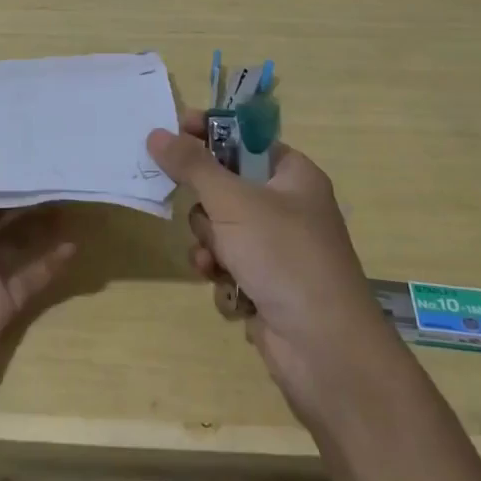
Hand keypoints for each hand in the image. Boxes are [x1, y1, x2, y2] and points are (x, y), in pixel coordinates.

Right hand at [147, 111, 402, 427]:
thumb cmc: (283, 257)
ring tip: (216, 260)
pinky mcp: (266, 283)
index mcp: (293, 175)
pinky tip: (226, 287)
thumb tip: (156, 133)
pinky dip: (221, 274)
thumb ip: (192, 165)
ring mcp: (277, 248)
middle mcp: (287, 207)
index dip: (210, 133)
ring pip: (220, 229)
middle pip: (225, 186)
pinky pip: (227, 264)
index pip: (244, 138)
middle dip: (207, 207)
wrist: (324, 349)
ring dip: (210, 244)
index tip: (173, 131)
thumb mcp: (233, 202)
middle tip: (207, 215)